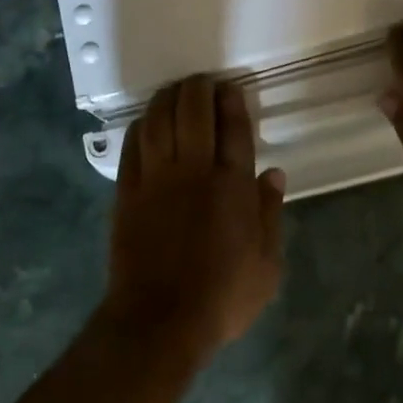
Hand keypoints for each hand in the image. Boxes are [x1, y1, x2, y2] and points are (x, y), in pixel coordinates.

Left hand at [102, 75, 285, 354]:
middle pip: (193, 113)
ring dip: (167, 99)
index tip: (230, 88)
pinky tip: (144, 121)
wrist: (159, 320)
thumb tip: (274, 175)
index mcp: (232, 187)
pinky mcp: (127, 193)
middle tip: (202, 82)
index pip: (234, 130)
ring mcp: (156, 180)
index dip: (232, 102)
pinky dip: (139, 127)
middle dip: (198, 89)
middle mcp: (194, 172)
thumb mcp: (266, 266)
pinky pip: (131, 147)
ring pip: (159, 122)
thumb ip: (270, 216)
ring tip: (174, 90)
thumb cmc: (222, 297)